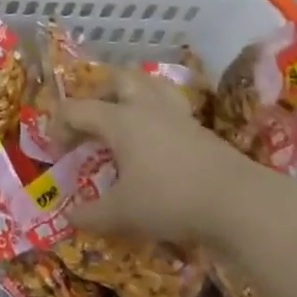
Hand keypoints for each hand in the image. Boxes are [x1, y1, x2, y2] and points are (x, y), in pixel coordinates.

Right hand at [63, 72, 296, 253]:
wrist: (239, 203)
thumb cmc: (171, 200)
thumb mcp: (123, 214)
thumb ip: (92, 214)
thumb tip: (69, 217)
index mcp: (119, 120)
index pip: (77, 109)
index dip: (59, 126)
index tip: (57, 152)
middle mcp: (146, 107)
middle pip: (118, 79)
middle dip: (99, 93)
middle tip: (92, 121)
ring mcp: (177, 115)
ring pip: (150, 85)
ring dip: (132, 95)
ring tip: (125, 119)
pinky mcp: (200, 130)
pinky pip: (171, 108)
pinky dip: (156, 116)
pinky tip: (156, 143)